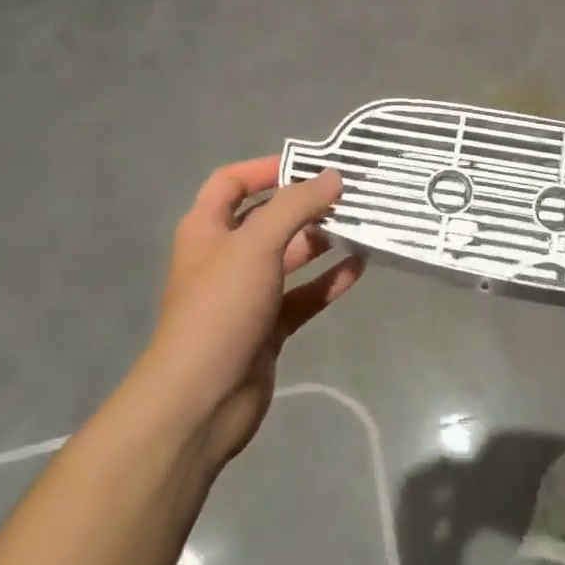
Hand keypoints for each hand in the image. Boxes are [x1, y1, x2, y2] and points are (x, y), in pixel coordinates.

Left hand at [138, 158, 364, 467]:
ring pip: (290, 257)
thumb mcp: (256, 244)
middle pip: (268, 218)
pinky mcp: (268, 327)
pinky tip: (359, 268)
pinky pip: (303, 295)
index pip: (232, 182)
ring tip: (363, 225)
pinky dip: (328, 281)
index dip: (266, 168)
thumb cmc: (221, 308)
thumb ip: (296, 205)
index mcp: (207, 229)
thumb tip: (334, 177)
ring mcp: (247, 294)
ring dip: (322, 241)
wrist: (201, 400)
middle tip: (351, 194)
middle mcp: (225, 256)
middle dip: (306, 205)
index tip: (311, 164)